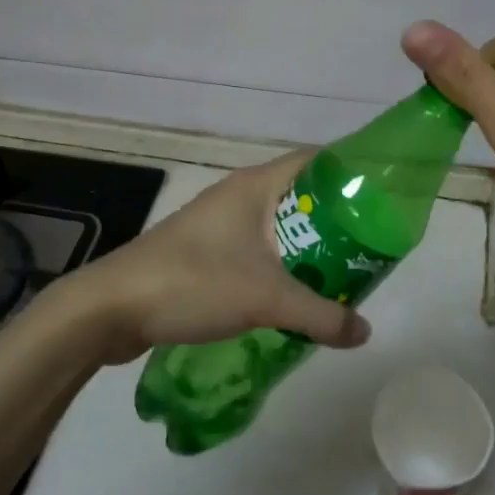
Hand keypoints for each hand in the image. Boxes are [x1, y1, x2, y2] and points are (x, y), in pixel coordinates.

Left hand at [61, 151, 372, 365]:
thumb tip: (365, 332)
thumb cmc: (194, 282)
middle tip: (369, 247)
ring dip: (307, 247)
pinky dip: (280, 266)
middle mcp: (237, 196)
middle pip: (300, 197)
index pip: (315, 161)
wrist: (112, 308)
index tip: (381, 197)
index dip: (350, 172)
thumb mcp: (266, 299)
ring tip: (341, 274)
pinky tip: (294, 296)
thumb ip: (322, 315)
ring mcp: (217, 224)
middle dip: (335, 220)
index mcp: (254, 186)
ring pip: (277, 227)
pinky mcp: (203, 252)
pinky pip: (255, 250)